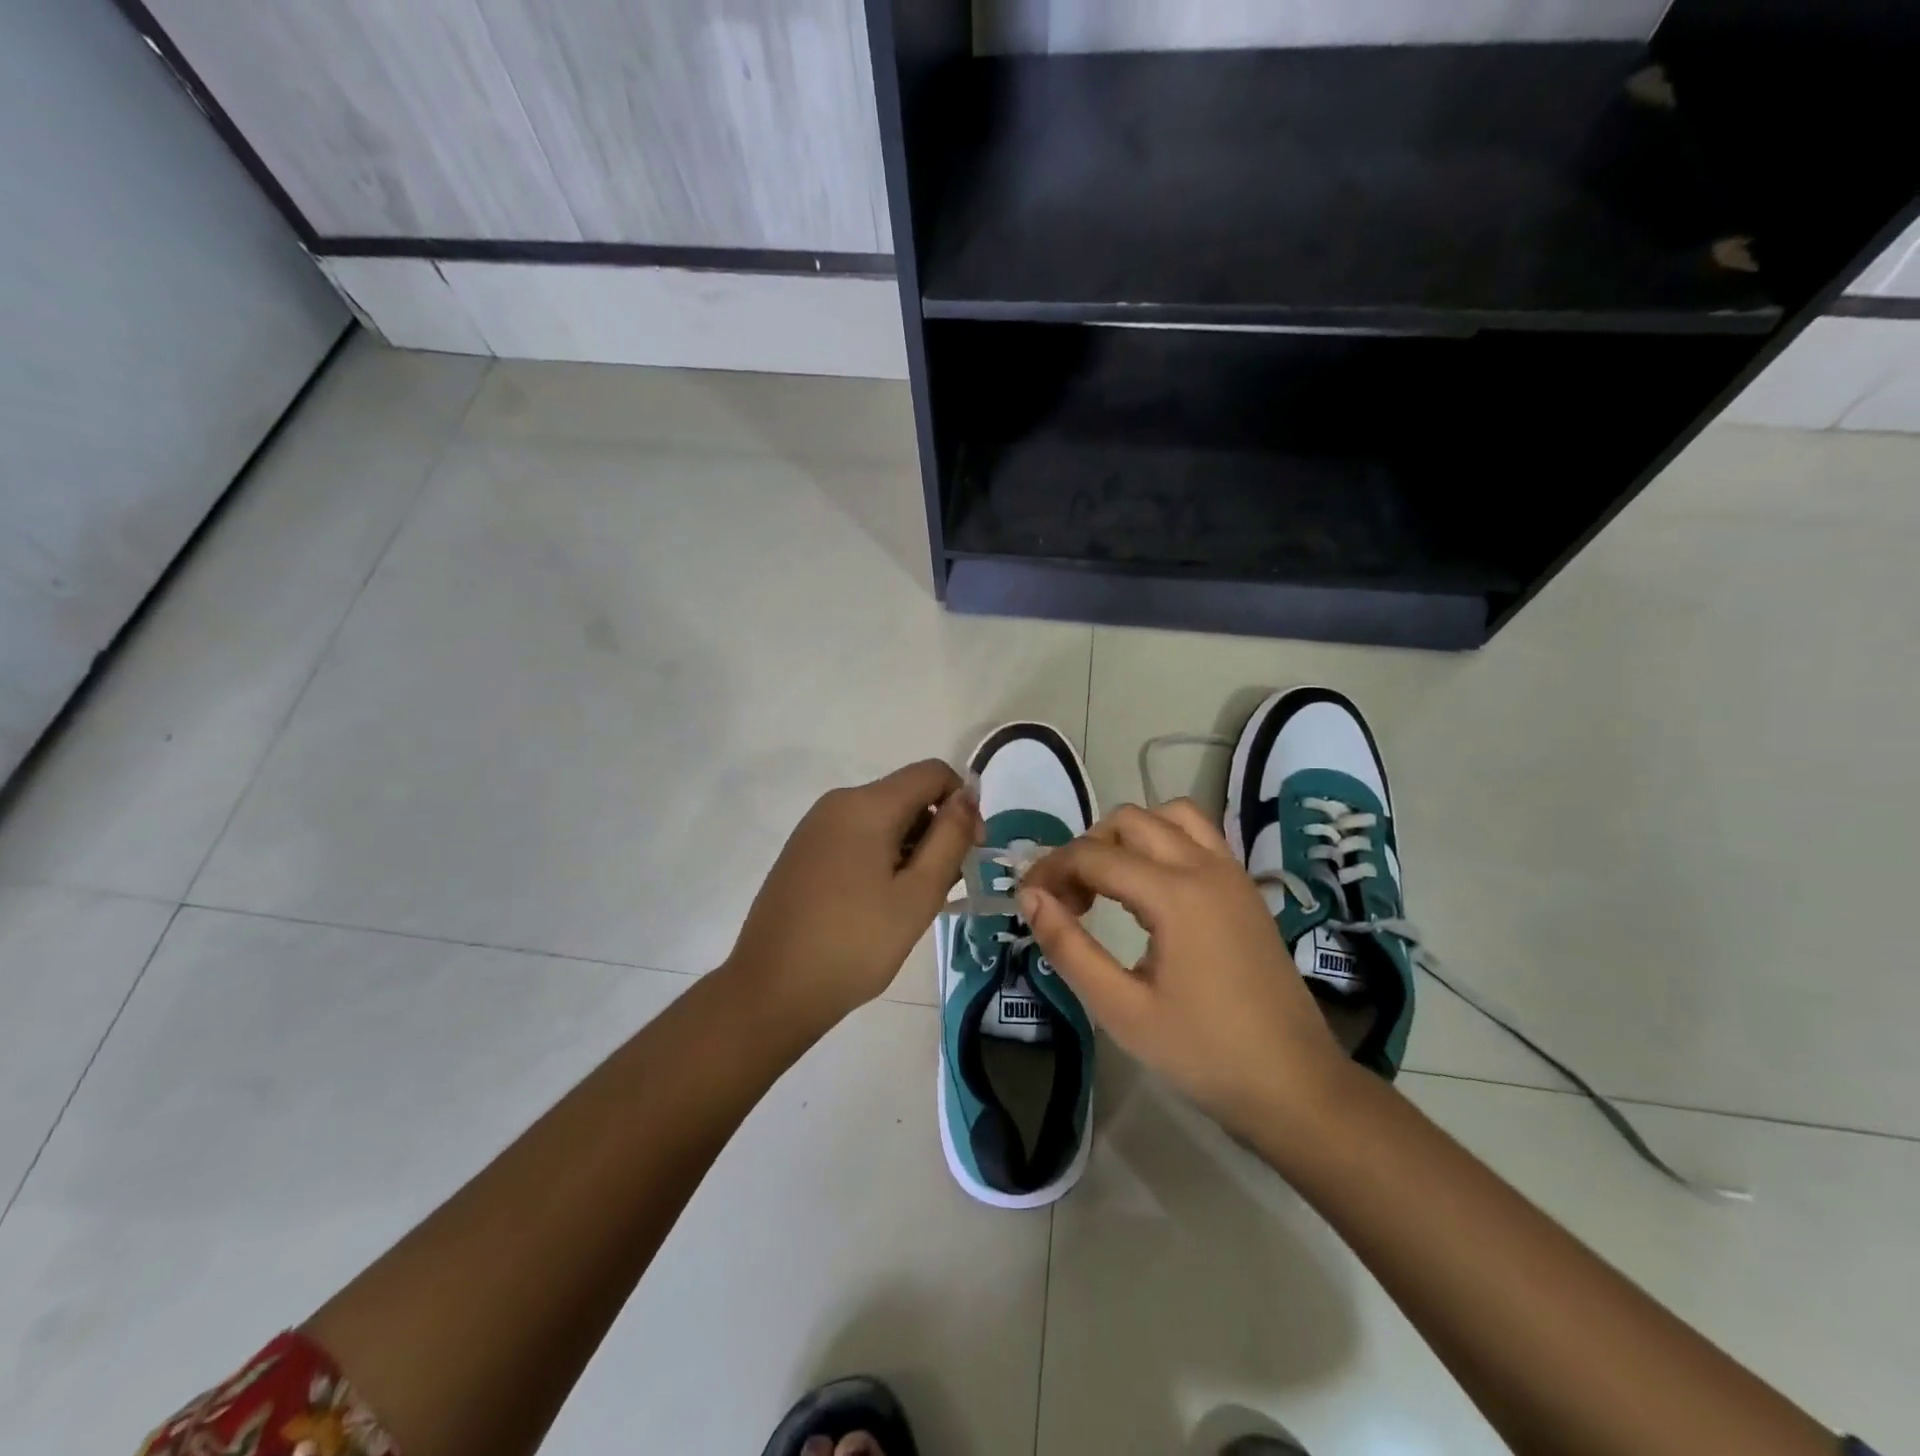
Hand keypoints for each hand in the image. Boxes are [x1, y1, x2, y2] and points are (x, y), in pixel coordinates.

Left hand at [724, 760, 979, 1026]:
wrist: (771, 991)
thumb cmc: (854, 944)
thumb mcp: (918, 895)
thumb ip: (949, 838)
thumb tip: (968, 794)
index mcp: (866, 805)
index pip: (932, 773)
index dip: (963, 803)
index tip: (970, 852)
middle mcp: (838, 803)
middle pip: (907, 796)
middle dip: (936, 832)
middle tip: (943, 890)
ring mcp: (815, 827)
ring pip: (882, 819)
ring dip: (910, 849)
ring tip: (911, 905)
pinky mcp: (803, 851)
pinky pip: (856, 837)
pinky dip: (881, 858)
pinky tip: (879, 905)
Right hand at [1019, 800, 1351, 1139]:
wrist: (1295, 1086)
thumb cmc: (1203, 1054)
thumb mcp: (1121, 1010)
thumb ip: (1068, 946)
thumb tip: (1030, 896)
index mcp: (1175, 894)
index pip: (1094, 855)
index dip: (1051, 869)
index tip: (1027, 899)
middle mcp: (1206, 867)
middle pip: (1130, 820)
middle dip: (1087, 849)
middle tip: (1068, 899)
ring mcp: (1232, 874)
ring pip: (1171, 816)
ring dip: (1129, 836)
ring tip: (1108, 883)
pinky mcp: (1246, 889)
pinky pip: (1198, 836)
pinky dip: (1163, 842)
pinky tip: (1150, 892)